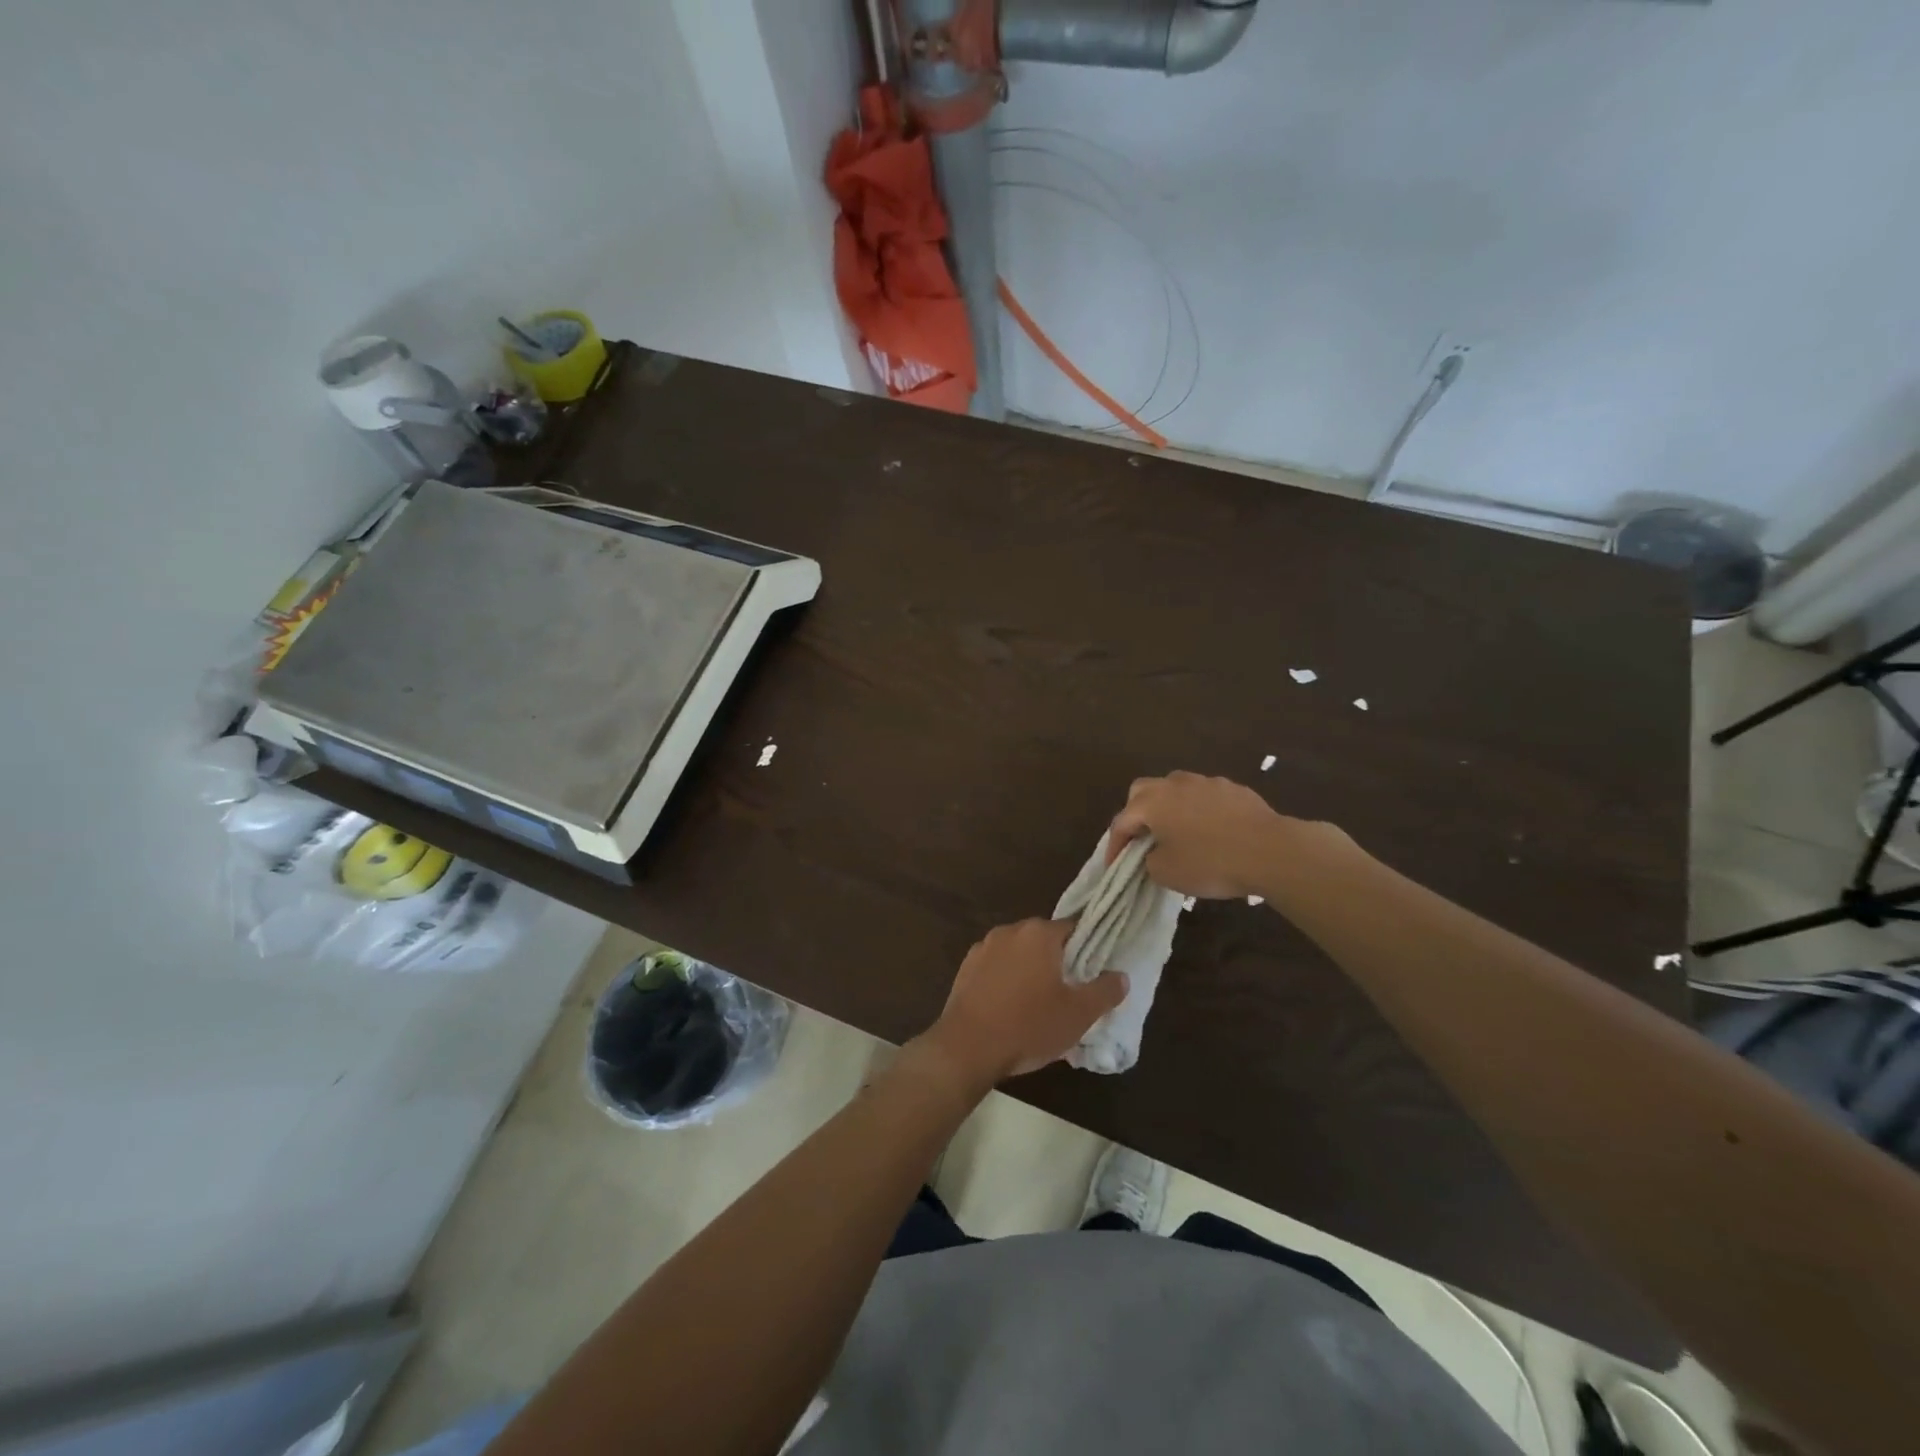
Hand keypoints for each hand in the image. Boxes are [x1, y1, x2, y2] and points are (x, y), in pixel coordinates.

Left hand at [927, 919, 1127, 1084]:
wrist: (967, 1047)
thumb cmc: (1029, 1026)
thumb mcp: (1078, 1015)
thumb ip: (1105, 992)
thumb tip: (1121, 976)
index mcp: (1039, 933)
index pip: (1074, 928)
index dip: (1087, 949)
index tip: (1093, 972)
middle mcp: (1010, 930)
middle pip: (1044, 939)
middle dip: (1058, 961)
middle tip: (1069, 992)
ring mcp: (984, 947)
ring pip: (1018, 953)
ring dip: (1030, 970)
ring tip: (1039, 1003)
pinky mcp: (966, 967)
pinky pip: (996, 967)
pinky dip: (1007, 980)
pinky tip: (1010, 1007)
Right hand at [1106, 771, 1302, 899]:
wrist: (1271, 851)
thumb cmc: (1210, 862)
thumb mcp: (1167, 873)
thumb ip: (1149, 861)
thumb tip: (1154, 854)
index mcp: (1152, 802)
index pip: (1122, 822)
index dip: (1115, 846)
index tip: (1115, 867)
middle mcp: (1174, 784)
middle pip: (1143, 791)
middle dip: (1136, 814)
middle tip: (1142, 839)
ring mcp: (1206, 782)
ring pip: (1175, 789)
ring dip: (1169, 808)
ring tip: (1177, 834)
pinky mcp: (1233, 788)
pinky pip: (1205, 796)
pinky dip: (1198, 811)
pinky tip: (1211, 832)